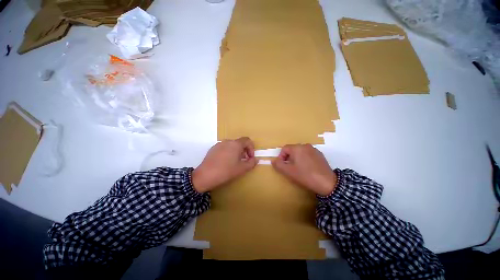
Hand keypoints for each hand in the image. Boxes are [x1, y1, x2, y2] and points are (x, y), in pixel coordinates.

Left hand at [192, 137, 257, 192]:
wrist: (205, 176)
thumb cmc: (226, 171)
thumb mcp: (242, 169)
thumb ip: (251, 163)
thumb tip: (255, 159)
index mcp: (235, 144)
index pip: (247, 140)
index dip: (251, 148)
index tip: (250, 158)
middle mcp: (227, 141)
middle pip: (239, 143)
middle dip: (244, 151)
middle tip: (243, 161)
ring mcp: (219, 144)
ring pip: (231, 145)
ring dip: (236, 152)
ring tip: (234, 162)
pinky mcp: (212, 149)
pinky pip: (224, 148)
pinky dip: (228, 152)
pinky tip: (225, 162)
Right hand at [272, 144, 336, 195]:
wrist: (327, 182)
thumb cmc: (305, 175)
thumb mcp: (288, 171)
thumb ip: (278, 165)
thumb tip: (273, 160)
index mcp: (297, 148)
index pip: (284, 149)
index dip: (281, 157)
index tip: (283, 166)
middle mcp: (305, 145)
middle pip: (292, 150)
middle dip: (289, 158)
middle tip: (290, 168)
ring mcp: (314, 149)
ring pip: (300, 152)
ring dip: (297, 159)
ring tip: (299, 169)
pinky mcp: (320, 155)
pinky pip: (308, 154)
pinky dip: (305, 159)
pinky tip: (308, 168)